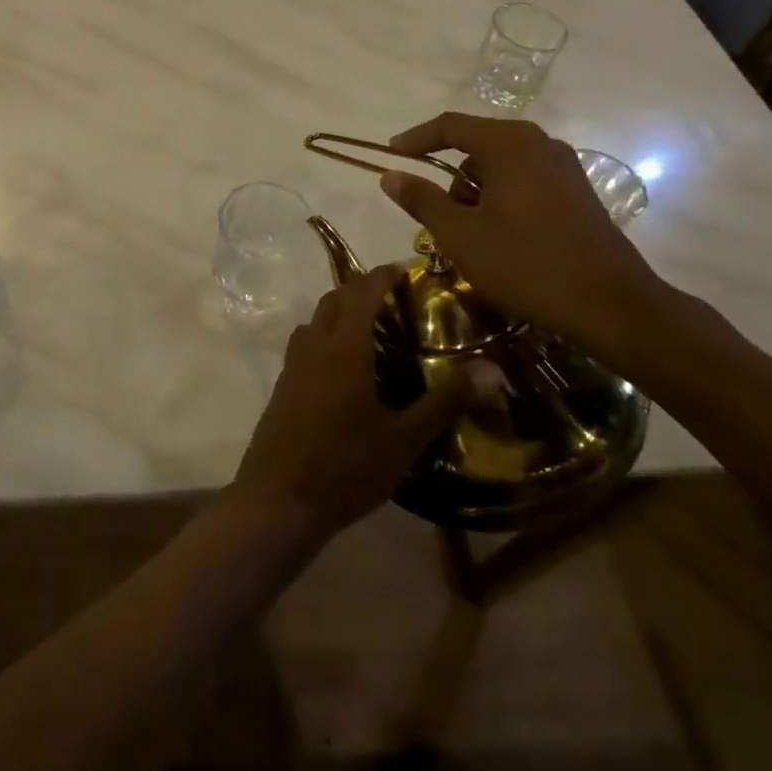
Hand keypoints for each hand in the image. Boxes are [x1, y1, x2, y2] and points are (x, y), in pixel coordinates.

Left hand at [229, 267, 501, 539]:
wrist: (279, 499)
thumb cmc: (346, 465)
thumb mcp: (405, 438)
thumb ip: (446, 400)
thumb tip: (492, 369)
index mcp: (344, 346)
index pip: (363, 291)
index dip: (383, 276)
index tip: (404, 271)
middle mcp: (315, 344)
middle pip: (335, 299)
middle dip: (361, 289)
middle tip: (394, 300)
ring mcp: (293, 364)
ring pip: (316, 320)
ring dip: (340, 312)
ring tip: (372, 329)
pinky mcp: (283, 385)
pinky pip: (305, 343)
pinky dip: (325, 336)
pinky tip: (344, 368)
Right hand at [378, 112, 674, 370]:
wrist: (611, 305)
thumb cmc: (527, 265)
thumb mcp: (461, 235)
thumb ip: (422, 200)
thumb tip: (390, 175)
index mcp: (509, 145)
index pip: (451, 126)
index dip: (416, 138)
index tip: (391, 154)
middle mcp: (539, 143)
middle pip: (477, 144)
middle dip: (450, 177)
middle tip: (439, 216)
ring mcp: (563, 166)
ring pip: (501, 165)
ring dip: (477, 191)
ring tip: (474, 236)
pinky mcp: (577, 189)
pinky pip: (524, 179)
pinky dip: (502, 197)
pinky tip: (503, 236)